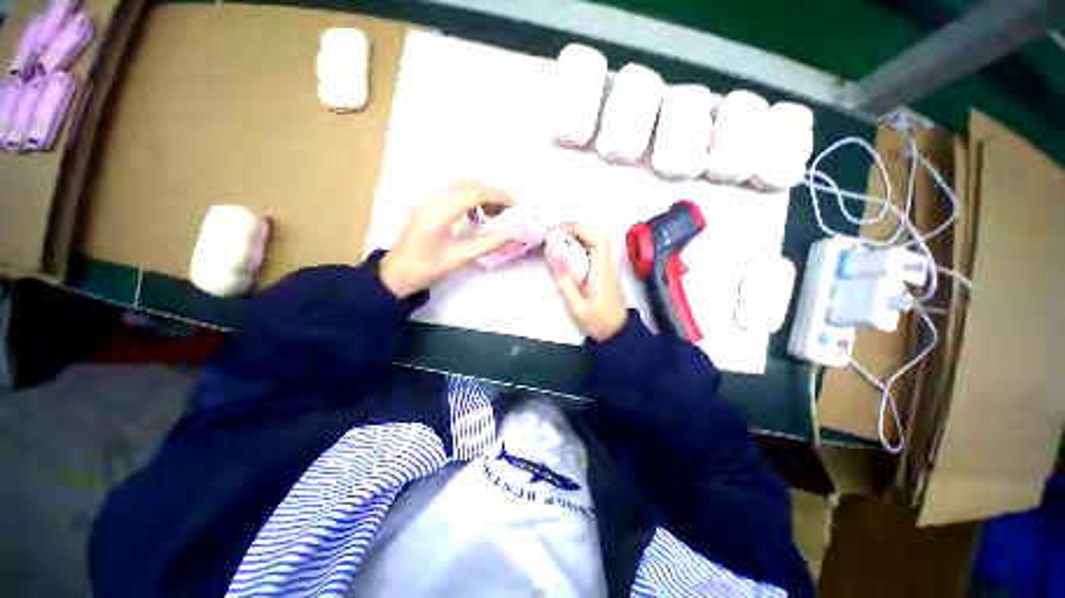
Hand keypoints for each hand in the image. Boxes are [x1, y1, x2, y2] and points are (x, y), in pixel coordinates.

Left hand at [380, 181, 514, 297]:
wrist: (396, 273)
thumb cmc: (428, 267)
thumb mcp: (462, 257)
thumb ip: (490, 243)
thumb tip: (516, 234)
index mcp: (441, 210)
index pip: (476, 192)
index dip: (499, 197)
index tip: (516, 208)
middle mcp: (434, 197)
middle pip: (470, 184)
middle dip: (493, 195)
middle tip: (507, 213)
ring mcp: (428, 198)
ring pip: (462, 186)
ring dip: (481, 196)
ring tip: (493, 216)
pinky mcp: (427, 204)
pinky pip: (453, 193)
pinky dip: (469, 199)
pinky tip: (474, 217)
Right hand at [550, 223, 627, 341]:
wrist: (617, 332)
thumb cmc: (597, 321)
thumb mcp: (576, 305)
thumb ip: (564, 281)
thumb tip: (554, 254)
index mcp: (602, 270)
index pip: (597, 238)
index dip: (578, 228)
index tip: (558, 232)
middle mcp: (607, 263)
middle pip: (597, 233)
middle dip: (575, 228)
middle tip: (555, 234)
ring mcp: (608, 265)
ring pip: (595, 239)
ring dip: (577, 235)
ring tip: (557, 241)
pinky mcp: (604, 269)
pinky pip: (593, 248)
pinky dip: (579, 244)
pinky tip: (566, 252)